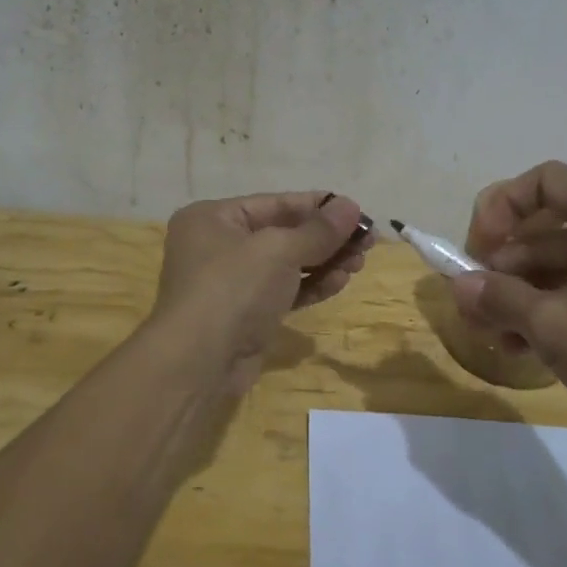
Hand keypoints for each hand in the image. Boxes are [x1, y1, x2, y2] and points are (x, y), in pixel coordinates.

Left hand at [151, 191, 369, 393]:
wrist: (199, 363)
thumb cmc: (234, 289)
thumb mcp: (279, 250)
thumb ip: (319, 229)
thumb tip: (352, 206)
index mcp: (214, 218)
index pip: (276, 203)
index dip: (319, 206)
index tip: (358, 212)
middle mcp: (218, 245)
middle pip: (283, 233)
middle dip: (326, 238)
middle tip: (367, 242)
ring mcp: (231, 282)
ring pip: (286, 264)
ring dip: (324, 262)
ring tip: (359, 264)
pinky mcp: (245, 314)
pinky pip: (283, 291)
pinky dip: (311, 286)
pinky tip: (340, 282)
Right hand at [450, 161, 566, 441]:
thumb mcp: (550, 324)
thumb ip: (498, 297)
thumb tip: (459, 284)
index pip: (543, 181)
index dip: (501, 206)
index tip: (479, 249)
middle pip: (546, 227)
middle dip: (503, 263)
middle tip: (474, 302)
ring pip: (559, 263)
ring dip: (519, 292)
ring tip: (492, 333)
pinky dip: (549, 307)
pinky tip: (522, 347)